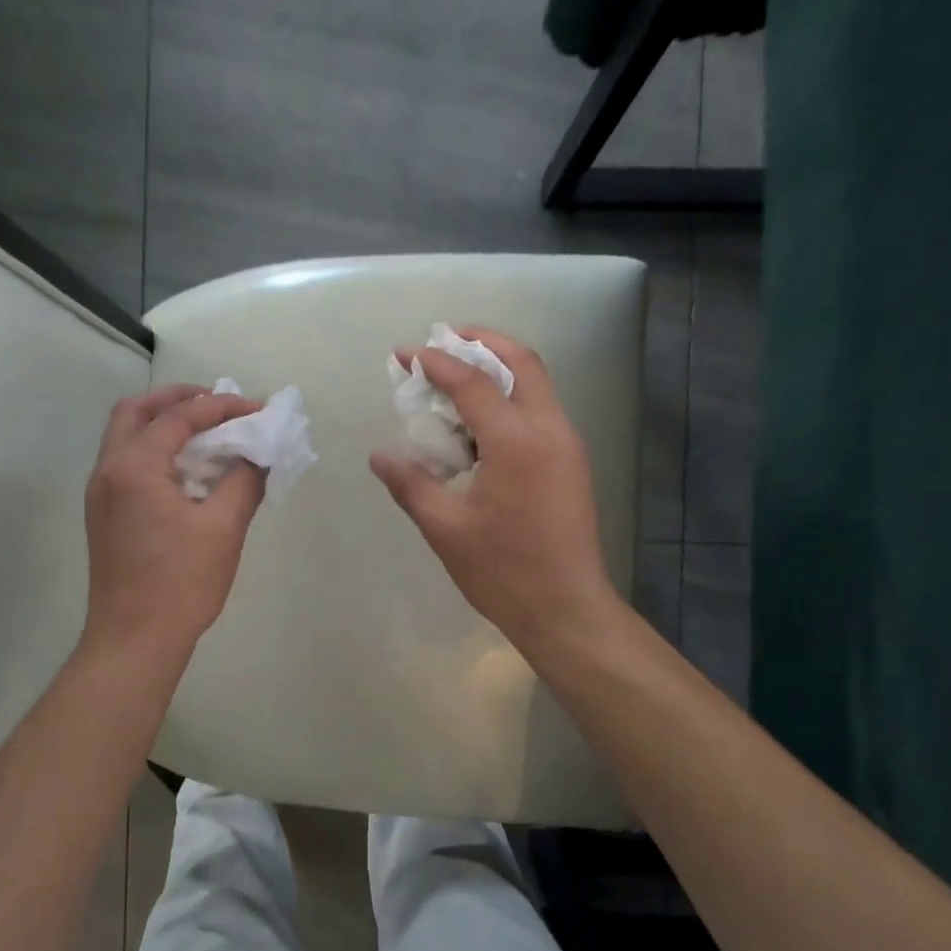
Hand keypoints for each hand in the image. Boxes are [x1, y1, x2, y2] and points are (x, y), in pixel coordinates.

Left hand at [82, 384, 265, 657]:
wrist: (133, 640)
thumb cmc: (180, 584)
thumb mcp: (223, 529)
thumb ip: (244, 481)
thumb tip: (258, 454)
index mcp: (135, 467)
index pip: (180, 417)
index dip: (223, 407)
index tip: (259, 409)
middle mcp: (108, 470)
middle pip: (136, 411)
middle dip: (178, 399)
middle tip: (217, 403)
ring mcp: (100, 494)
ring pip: (126, 435)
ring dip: (163, 423)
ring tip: (206, 431)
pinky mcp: (103, 515)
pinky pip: (126, 462)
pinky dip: (155, 449)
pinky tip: (187, 470)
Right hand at [370, 329, 616, 646]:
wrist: (566, 609)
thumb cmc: (503, 572)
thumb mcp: (446, 529)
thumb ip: (411, 484)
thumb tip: (379, 456)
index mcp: (516, 441)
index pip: (473, 382)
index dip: (435, 362)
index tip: (404, 355)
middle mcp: (549, 430)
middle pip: (520, 362)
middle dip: (481, 341)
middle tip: (443, 341)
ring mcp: (567, 445)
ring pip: (535, 384)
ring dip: (498, 368)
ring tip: (456, 377)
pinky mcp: (571, 463)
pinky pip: (540, 411)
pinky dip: (510, 398)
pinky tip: (479, 424)